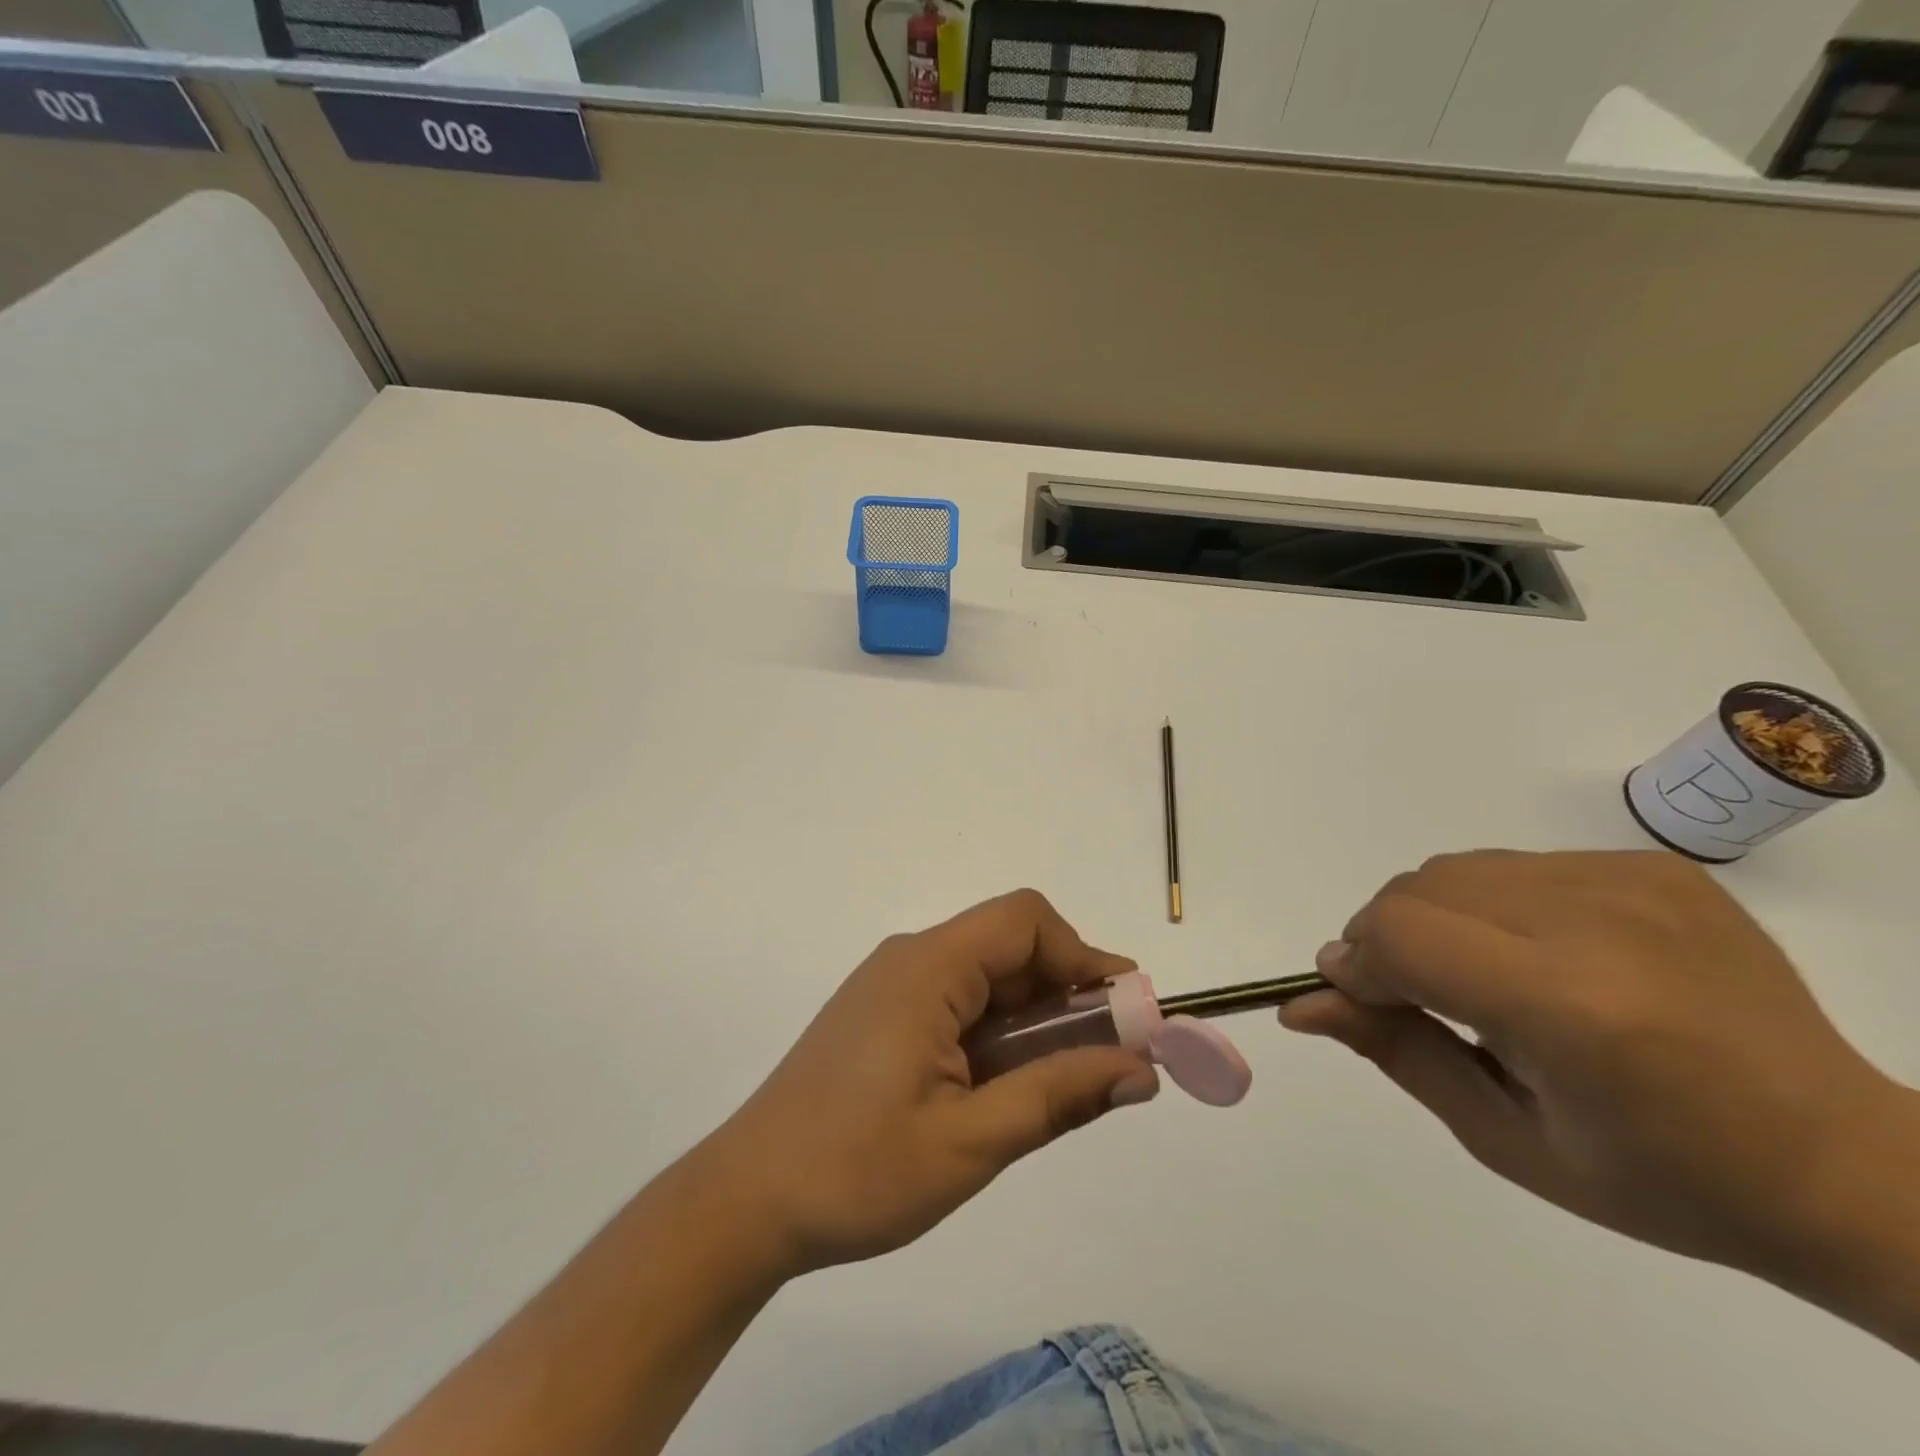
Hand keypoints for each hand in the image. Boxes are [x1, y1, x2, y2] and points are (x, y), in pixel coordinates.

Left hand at [693, 889, 1159, 1277]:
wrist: (746, 1201)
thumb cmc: (856, 1172)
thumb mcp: (971, 1142)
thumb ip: (1058, 1095)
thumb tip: (1139, 1069)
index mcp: (927, 968)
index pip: (1024, 922)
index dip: (1083, 957)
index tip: (1125, 1016)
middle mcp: (910, 959)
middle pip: (1008, 946)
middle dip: (1066, 993)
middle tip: (1104, 1061)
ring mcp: (891, 985)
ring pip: (986, 976)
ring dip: (1033, 1018)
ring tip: (1058, 1083)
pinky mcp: (882, 1014)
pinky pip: (957, 1000)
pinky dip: (997, 1031)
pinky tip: (1003, 1086)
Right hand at [1282, 850, 1919, 1295]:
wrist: (1843, 1163)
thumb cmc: (1664, 1180)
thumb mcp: (1507, 1139)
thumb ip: (1395, 1053)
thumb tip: (1304, 1003)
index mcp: (1571, 1009)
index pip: (1401, 935)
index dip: (1357, 963)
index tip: (1355, 999)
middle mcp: (1599, 923)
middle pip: (1418, 889)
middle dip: (1385, 939)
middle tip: (1415, 997)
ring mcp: (1633, 883)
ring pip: (1459, 870)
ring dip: (1435, 918)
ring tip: (1482, 978)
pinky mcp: (1654, 866)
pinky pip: (1518, 865)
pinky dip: (1493, 906)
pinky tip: (1543, 958)